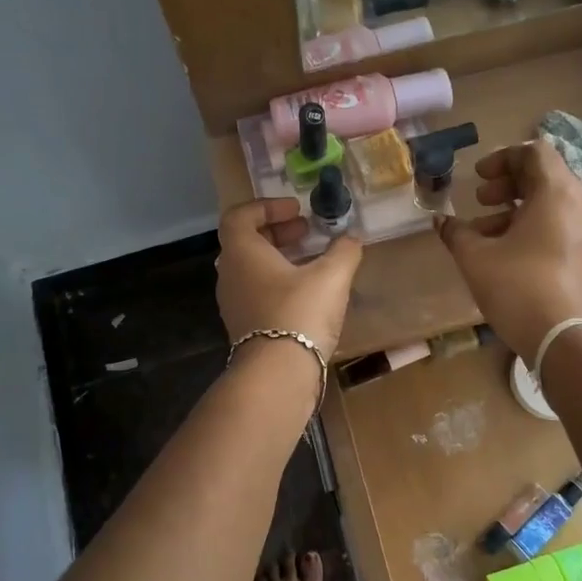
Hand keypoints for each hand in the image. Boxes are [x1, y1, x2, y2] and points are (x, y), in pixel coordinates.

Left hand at [217, 198, 362, 359]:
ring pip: (252, 269)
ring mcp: (233, 303)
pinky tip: (307, 293)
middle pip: (246, 241)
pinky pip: (257, 292)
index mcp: (242, 253)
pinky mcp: (244, 327)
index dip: (266, 207)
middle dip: (277, 231)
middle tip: (306, 231)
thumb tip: (352, 238)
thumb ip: (343, 251)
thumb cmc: (299, 312)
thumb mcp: (331, 276)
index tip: (296, 209)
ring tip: (311, 261)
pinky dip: (278, 283)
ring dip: (279, 258)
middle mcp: (230, 274)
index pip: (240, 216)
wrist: (278, 373)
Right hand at [436, 142, 581, 359]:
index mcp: (557, 193)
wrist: (564, 339)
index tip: (478, 177)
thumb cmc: (517, 288)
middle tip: (480, 201)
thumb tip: (441, 220)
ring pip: (553, 203)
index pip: (535, 152)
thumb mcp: (475, 257)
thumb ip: (456, 232)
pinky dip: (536, 227)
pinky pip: (563, 225)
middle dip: (508, 184)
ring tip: (486, 233)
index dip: (502, 158)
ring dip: (518, 209)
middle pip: (545, 176)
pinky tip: (509, 253)